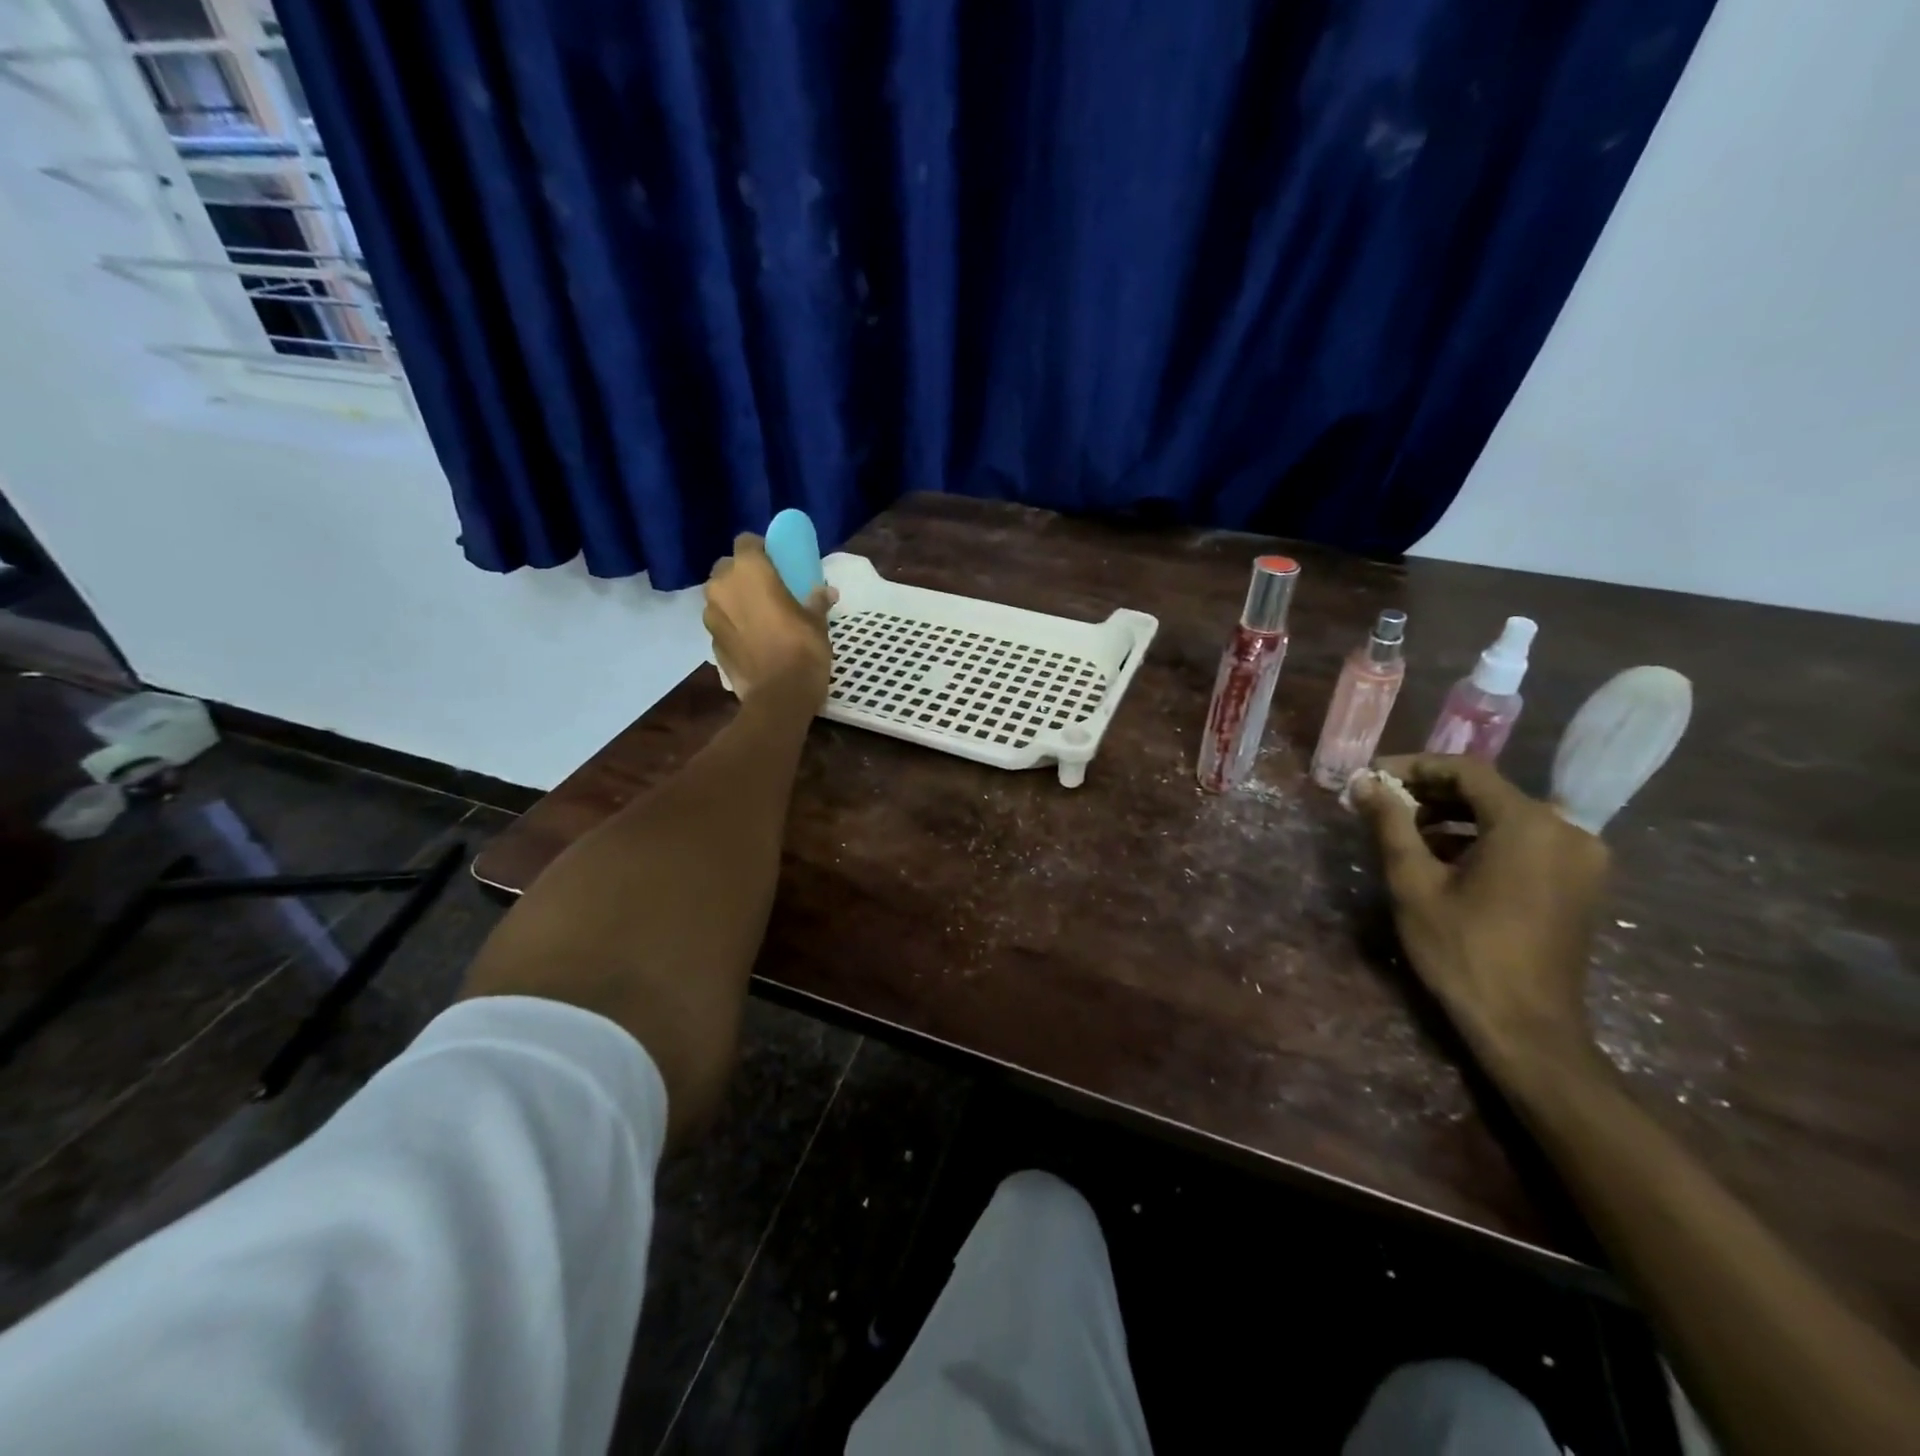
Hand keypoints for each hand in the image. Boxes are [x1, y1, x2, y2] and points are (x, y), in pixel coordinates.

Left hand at [703, 534, 834, 709]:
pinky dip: (733, 626)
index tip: (776, 562)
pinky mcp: (711, 642)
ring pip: (720, 597)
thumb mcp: (817, 622)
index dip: (760, 549)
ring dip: (735, 601)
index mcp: (749, 571)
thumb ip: (816, 601)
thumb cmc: (802, 650)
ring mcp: (711, 616)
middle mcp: (722, 587)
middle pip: (727, 568)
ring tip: (758, 617)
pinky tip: (752, 641)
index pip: (746, 542)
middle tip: (766, 590)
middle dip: (742, 574)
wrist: (779, 697)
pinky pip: (721, 624)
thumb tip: (826, 591)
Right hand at [1351, 755, 1610, 1071]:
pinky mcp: (1579, 882)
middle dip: (1430, 792)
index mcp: (1529, 825)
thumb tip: (1364, 783)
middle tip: (1381, 803)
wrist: (1526, 1028)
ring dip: (1453, 816)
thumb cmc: (1463, 951)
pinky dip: (1481, 839)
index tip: (1372, 777)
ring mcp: (1580, 858)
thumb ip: (1390, 824)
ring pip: (1506, 816)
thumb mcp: (1413, 883)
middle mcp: (1567, 830)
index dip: (1414, 766)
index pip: (1466, 771)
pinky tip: (1443, 856)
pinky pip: (1524, 841)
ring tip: (1403, 830)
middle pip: (1488, 791)